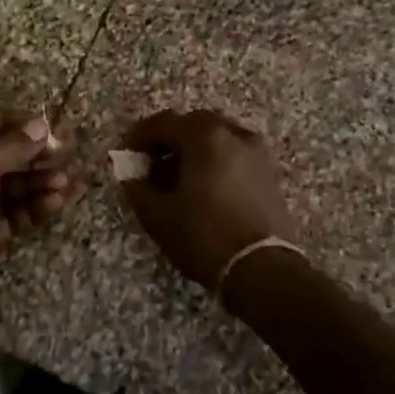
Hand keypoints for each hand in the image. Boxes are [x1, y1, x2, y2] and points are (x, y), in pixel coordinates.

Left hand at [0, 110, 72, 320]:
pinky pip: (12, 215)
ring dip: (38, 183)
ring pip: (10, 187)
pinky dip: (33, 208)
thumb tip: (41, 125)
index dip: (16, 124)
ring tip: (67, 183)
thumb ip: (12, 145)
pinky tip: (56, 202)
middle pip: (1, 156)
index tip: (48, 129)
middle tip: (66, 158)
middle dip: (33, 156)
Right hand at [116, 109, 297, 294]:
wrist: (263, 271)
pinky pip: (234, 156)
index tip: (125, 154)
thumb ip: (137, 187)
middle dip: (168, 140)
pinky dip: (214, 162)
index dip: (139, 136)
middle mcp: (234, 135)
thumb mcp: (158, 215)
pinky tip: (202, 190)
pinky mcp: (269, 175)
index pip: (164, 122)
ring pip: (217, 139)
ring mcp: (257, 154)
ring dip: (193, 151)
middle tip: (150, 163)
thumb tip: (130, 174)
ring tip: (176, 179)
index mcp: (205, 137)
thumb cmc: (204, 236)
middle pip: (193, 125)